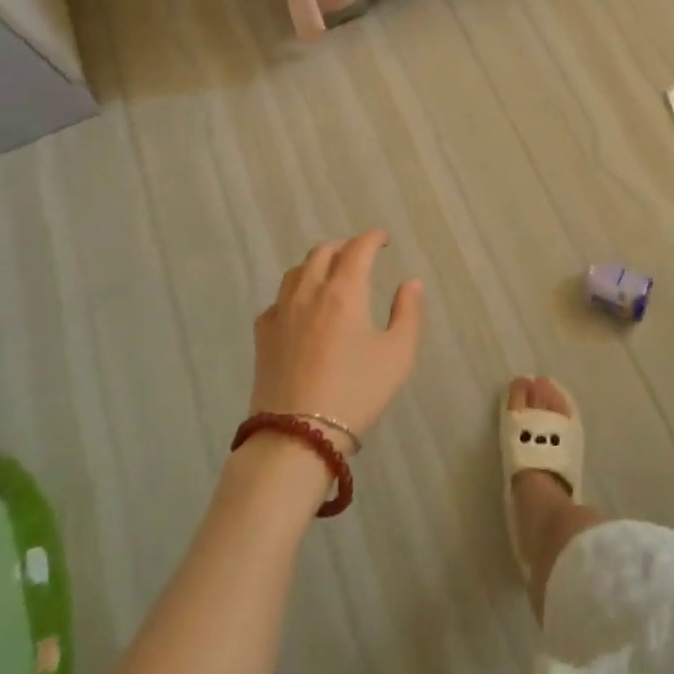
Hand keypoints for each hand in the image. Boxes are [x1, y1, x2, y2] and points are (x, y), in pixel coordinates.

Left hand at [251, 231, 423, 450]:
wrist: (297, 436)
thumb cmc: (356, 393)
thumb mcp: (397, 355)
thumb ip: (408, 313)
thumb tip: (411, 283)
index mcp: (344, 291)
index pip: (358, 248)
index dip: (372, 238)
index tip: (383, 238)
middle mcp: (309, 291)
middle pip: (323, 251)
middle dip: (344, 246)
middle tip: (359, 254)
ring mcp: (281, 311)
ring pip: (297, 271)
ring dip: (317, 263)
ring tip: (330, 274)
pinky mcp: (263, 335)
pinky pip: (279, 298)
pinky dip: (295, 291)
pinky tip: (302, 308)